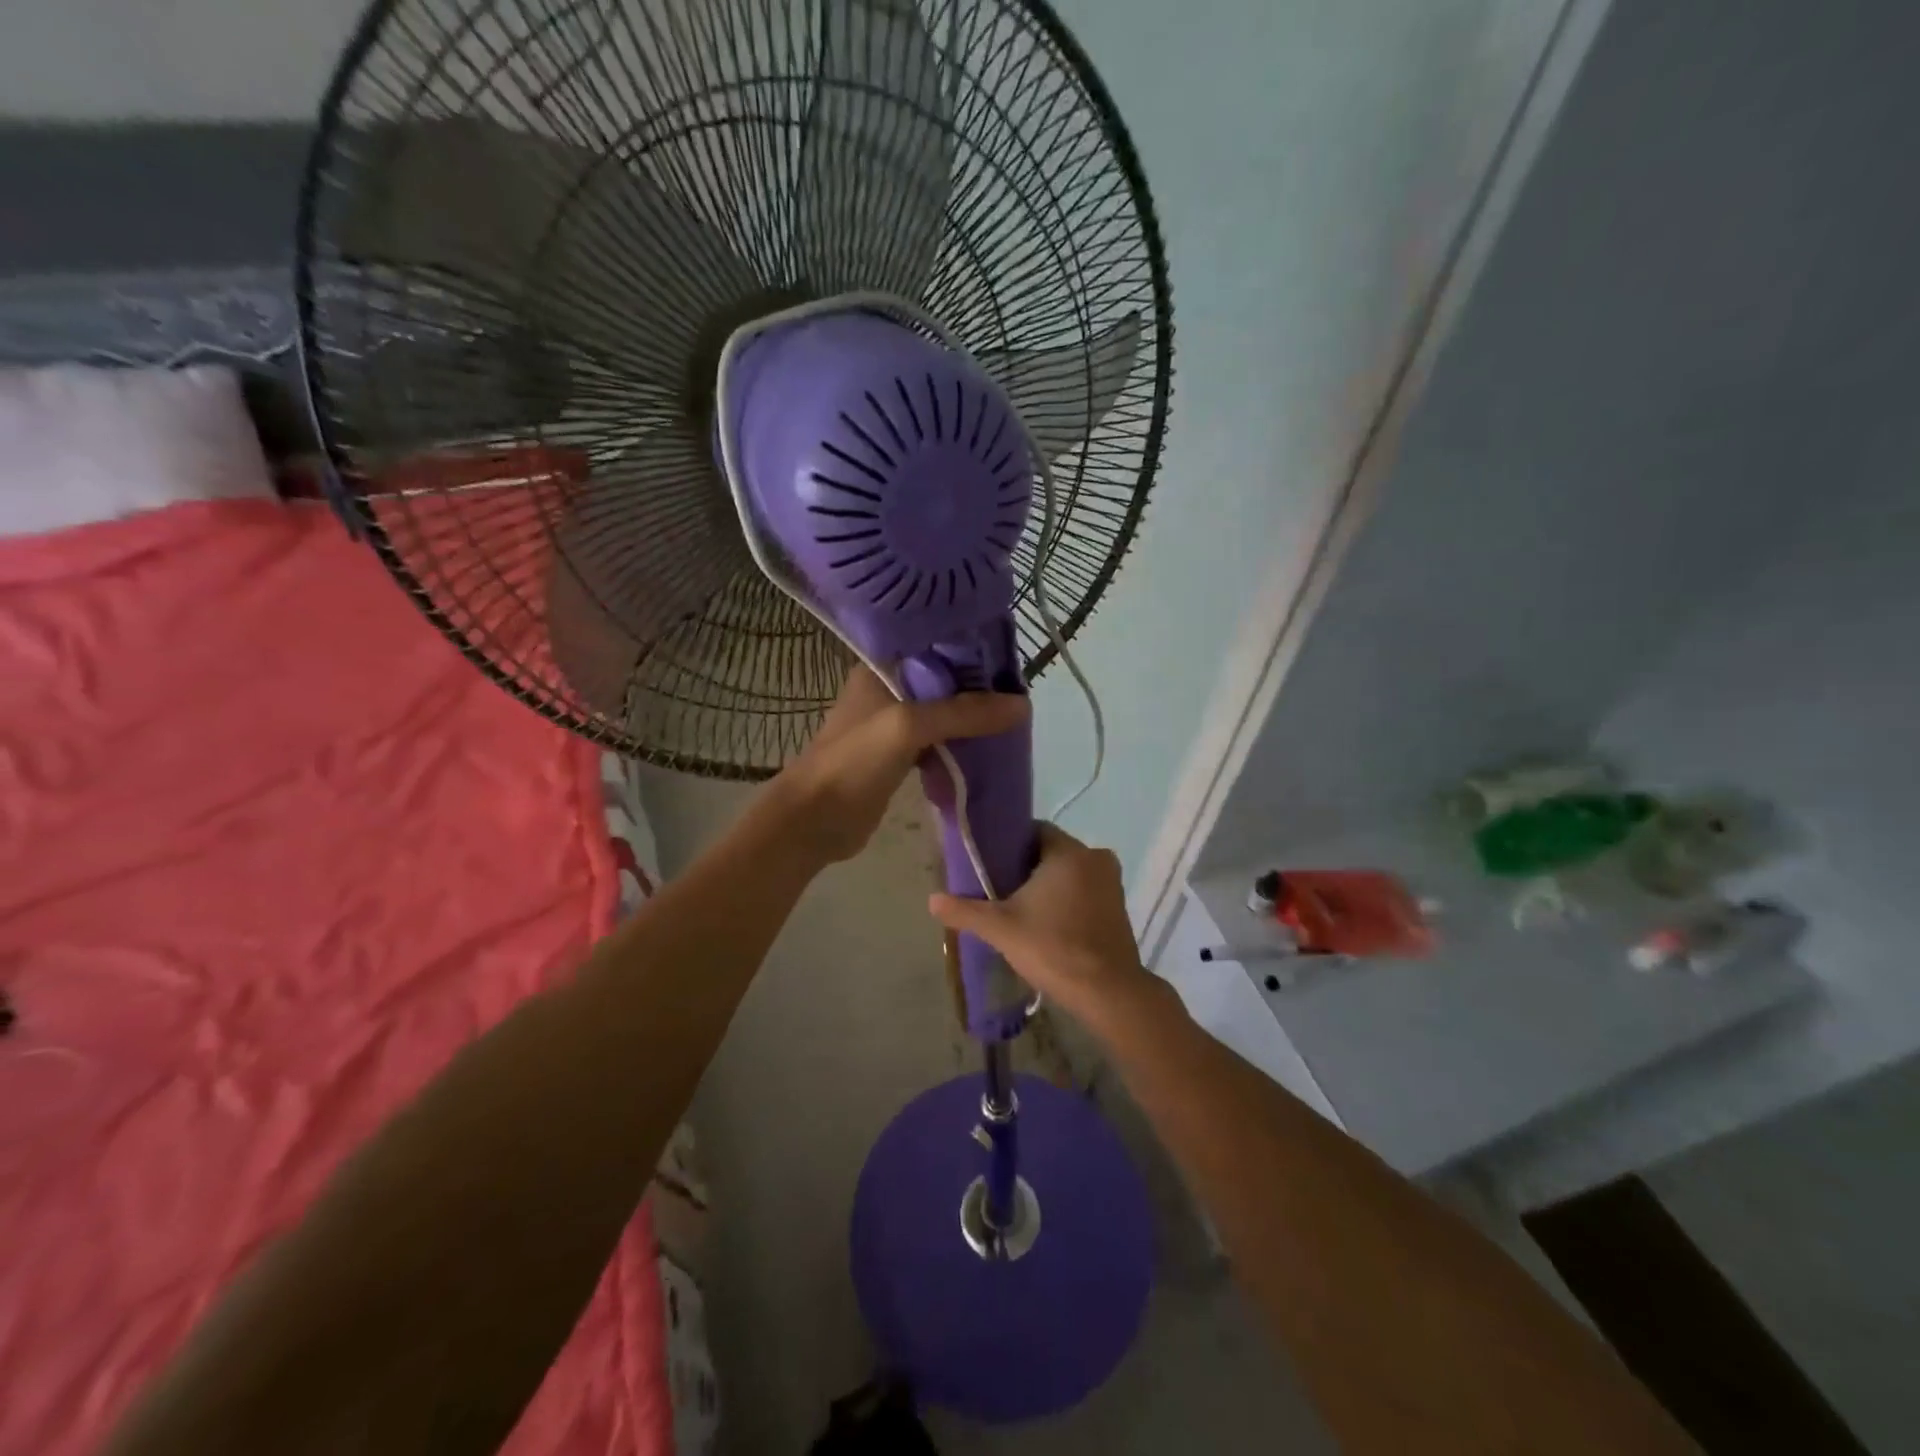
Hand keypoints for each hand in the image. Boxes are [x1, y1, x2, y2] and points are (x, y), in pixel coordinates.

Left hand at [773, 667, 1027, 865]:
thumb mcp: (909, 726)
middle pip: (943, 682)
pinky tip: (990, 749)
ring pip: (943, 714)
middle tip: (1021, 694)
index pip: (935, 648)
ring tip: (1014, 719)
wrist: (814, 821)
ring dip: (972, 719)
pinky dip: (961, 746)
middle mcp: (887, 690)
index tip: (1012, 659)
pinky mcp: (899, 758)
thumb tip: (1022, 706)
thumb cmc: (854, 762)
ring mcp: (893, 726)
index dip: (972, 651)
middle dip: (979, 689)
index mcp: (881, 669)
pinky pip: (939, 743)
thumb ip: (963, 713)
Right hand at [927, 822, 1153, 1029]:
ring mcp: (1112, 883)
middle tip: (1000, 890)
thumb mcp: (1001, 928)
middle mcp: (1096, 858)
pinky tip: (1049, 923)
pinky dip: (1068, 900)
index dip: (1010, 844)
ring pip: (1070, 873)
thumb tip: (932, 900)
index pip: (1035, 830)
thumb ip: (965, 910)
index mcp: (1069, 852)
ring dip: (1049, 885)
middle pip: (1052, 852)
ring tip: (1022, 909)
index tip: (991, 864)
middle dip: (1027, 867)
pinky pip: (1086, 891)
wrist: (1107, 992)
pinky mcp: (1119, 907)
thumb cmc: (1053, 948)